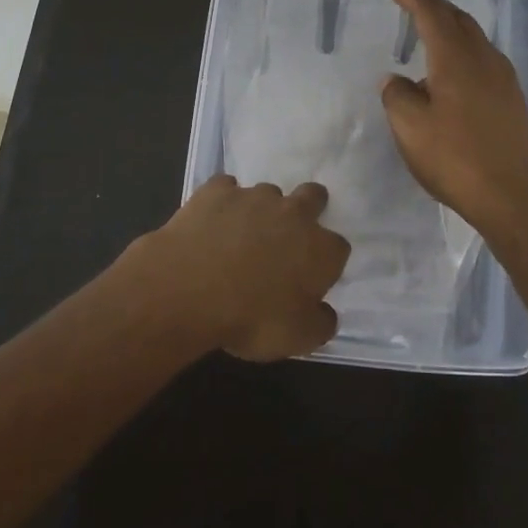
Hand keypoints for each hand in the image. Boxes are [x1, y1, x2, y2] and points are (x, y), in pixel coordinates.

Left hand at [141, 175, 350, 360]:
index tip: (311, 277)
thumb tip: (325, 312)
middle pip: (313, 196)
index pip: (338, 248)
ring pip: (267, 193)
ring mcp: (253, 196)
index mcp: (320, 249)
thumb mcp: (298, 338)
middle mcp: (293, 213)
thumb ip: (320, 323)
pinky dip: (222, 202)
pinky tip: (211, 222)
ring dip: (261, 210)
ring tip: (241, 234)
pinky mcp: (217, 190)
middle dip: (308, 208)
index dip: (326, 262)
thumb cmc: (251, 318)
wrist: (189, 289)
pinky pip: (225, 189)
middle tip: (288, 233)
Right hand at [380, 0, 527, 232]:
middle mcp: (483, 60)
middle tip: (413, 5)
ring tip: (431, 37)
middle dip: (435, 6)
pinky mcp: (513, 99)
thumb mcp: (410, 129)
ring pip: (476, 39)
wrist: (510, 195)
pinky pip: (485, 60)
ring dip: (452, 29)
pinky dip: (465, 52)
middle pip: (459, 19)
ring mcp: (504, 79)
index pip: (432, 14)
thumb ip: (397, 96)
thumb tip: (396, 80)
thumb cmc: (454, 159)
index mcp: (455, 60)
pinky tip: (454, 75)